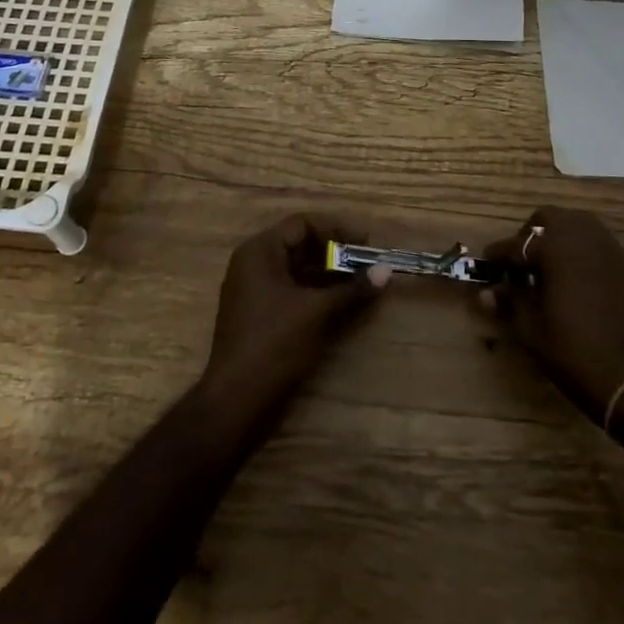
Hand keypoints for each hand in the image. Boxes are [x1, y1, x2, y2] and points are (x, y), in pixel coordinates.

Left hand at [202, 215, 389, 404]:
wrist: (236, 399)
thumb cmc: (275, 344)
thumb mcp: (317, 312)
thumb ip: (352, 288)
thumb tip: (387, 270)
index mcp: (259, 251)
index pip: (302, 224)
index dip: (336, 229)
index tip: (366, 242)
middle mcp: (252, 263)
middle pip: (299, 244)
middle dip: (335, 251)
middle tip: (367, 261)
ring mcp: (253, 288)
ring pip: (296, 268)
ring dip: (328, 272)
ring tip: (360, 281)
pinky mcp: (258, 312)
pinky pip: (290, 288)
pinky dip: (315, 289)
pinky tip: (340, 300)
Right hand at [481, 207, 623, 423]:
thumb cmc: (574, 353)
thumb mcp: (531, 331)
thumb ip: (510, 302)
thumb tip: (486, 292)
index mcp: (557, 250)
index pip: (518, 244)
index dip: (499, 254)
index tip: (488, 262)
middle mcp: (586, 240)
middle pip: (552, 218)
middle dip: (532, 234)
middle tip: (523, 261)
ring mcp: (614, 252)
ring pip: (581, 226)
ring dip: (562, 238)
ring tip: (552, 268)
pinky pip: (603, 248)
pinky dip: (586, 255)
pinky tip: (581, 282)